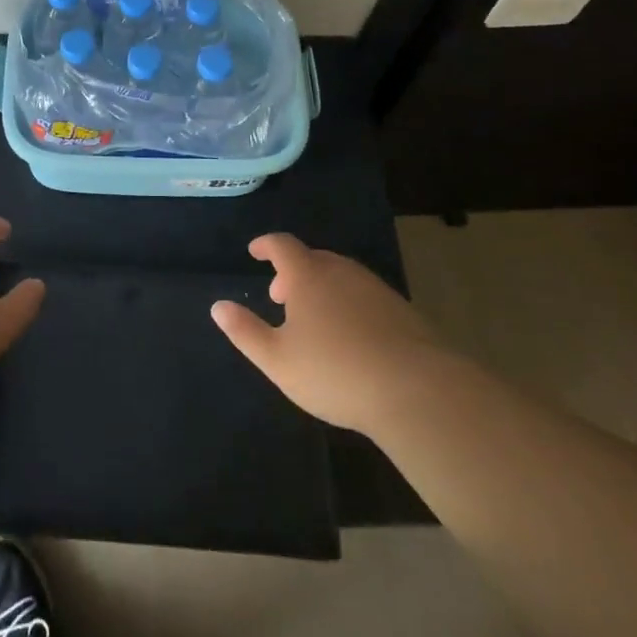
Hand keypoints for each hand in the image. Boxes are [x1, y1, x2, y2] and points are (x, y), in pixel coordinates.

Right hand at [211, 233, 437, 435]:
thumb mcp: (278, 359)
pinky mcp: (403, 311)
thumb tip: (218, 306)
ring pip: (341, 277)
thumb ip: (245, 331)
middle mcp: (342, 271)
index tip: (255, 251)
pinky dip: (349, 304)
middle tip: (281, 297)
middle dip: (293, 272)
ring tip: (314, 319)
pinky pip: (365, 296)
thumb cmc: (336, 371)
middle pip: (313, 259)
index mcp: (308, 275)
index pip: (282, 245)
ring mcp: (376, 289)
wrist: (418, 390)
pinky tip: (351, 337)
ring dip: (322, 288)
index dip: (266, 245)